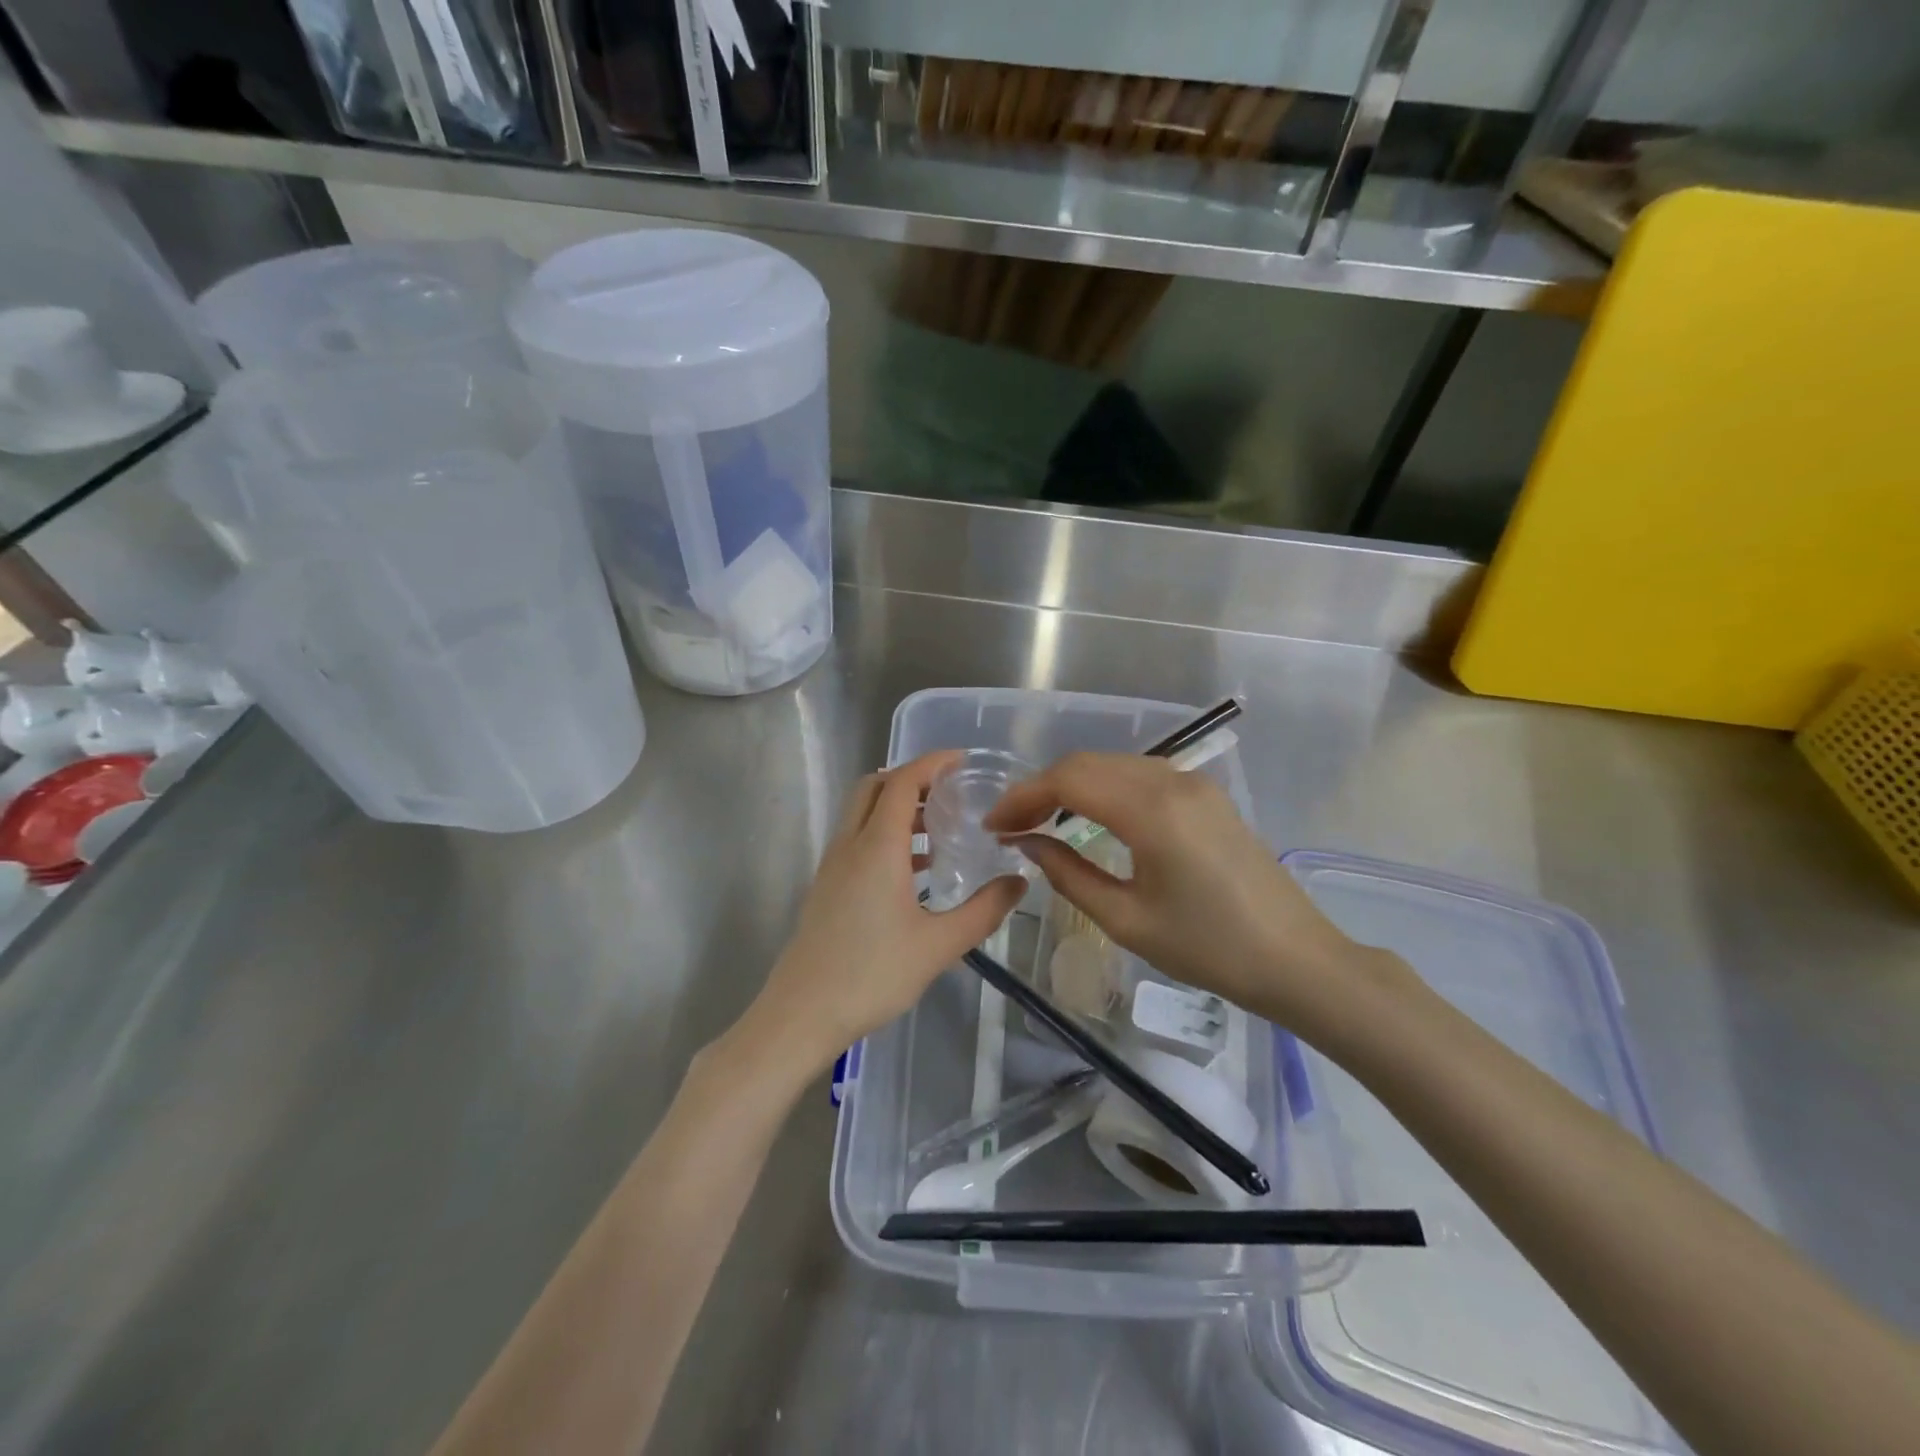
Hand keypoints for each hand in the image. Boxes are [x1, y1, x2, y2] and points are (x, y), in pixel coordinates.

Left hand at [743, 752, 1025, 1075]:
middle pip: (874, 788)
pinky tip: (913, 871)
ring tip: (937, 828)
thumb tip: (1019, 882)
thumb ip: (983, 911)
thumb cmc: (872, 975)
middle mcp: (850, 845)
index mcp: (877, 847)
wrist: (801, 1014)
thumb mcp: (938, 946)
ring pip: (861, 814)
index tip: (961, 759)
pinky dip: (884, 835)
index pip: (902, 782)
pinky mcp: (825, 887)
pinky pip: (856, 841)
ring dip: (896, 808)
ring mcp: (832, 866)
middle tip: (948, 791)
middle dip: (910, 778)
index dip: (931, 763)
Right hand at [984, 752, 1394, 1038]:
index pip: (1068, 780)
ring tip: (1041, 820)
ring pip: (1113, 764)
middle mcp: (1171, 781)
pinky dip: (1103, 786)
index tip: (994, 826)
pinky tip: (1089, 814)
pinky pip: (1139, 774)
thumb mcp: (1127, 919)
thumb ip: (1068, 874)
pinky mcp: (1205, 794)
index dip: (1023, 797)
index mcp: (1151, 812)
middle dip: (1041, 787)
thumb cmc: (1209, 949)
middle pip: (1087, 763)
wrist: (1296, 958)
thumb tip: (1028, 844)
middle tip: (1011, 824)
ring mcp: (1193, 783)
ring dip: (1071, 784)